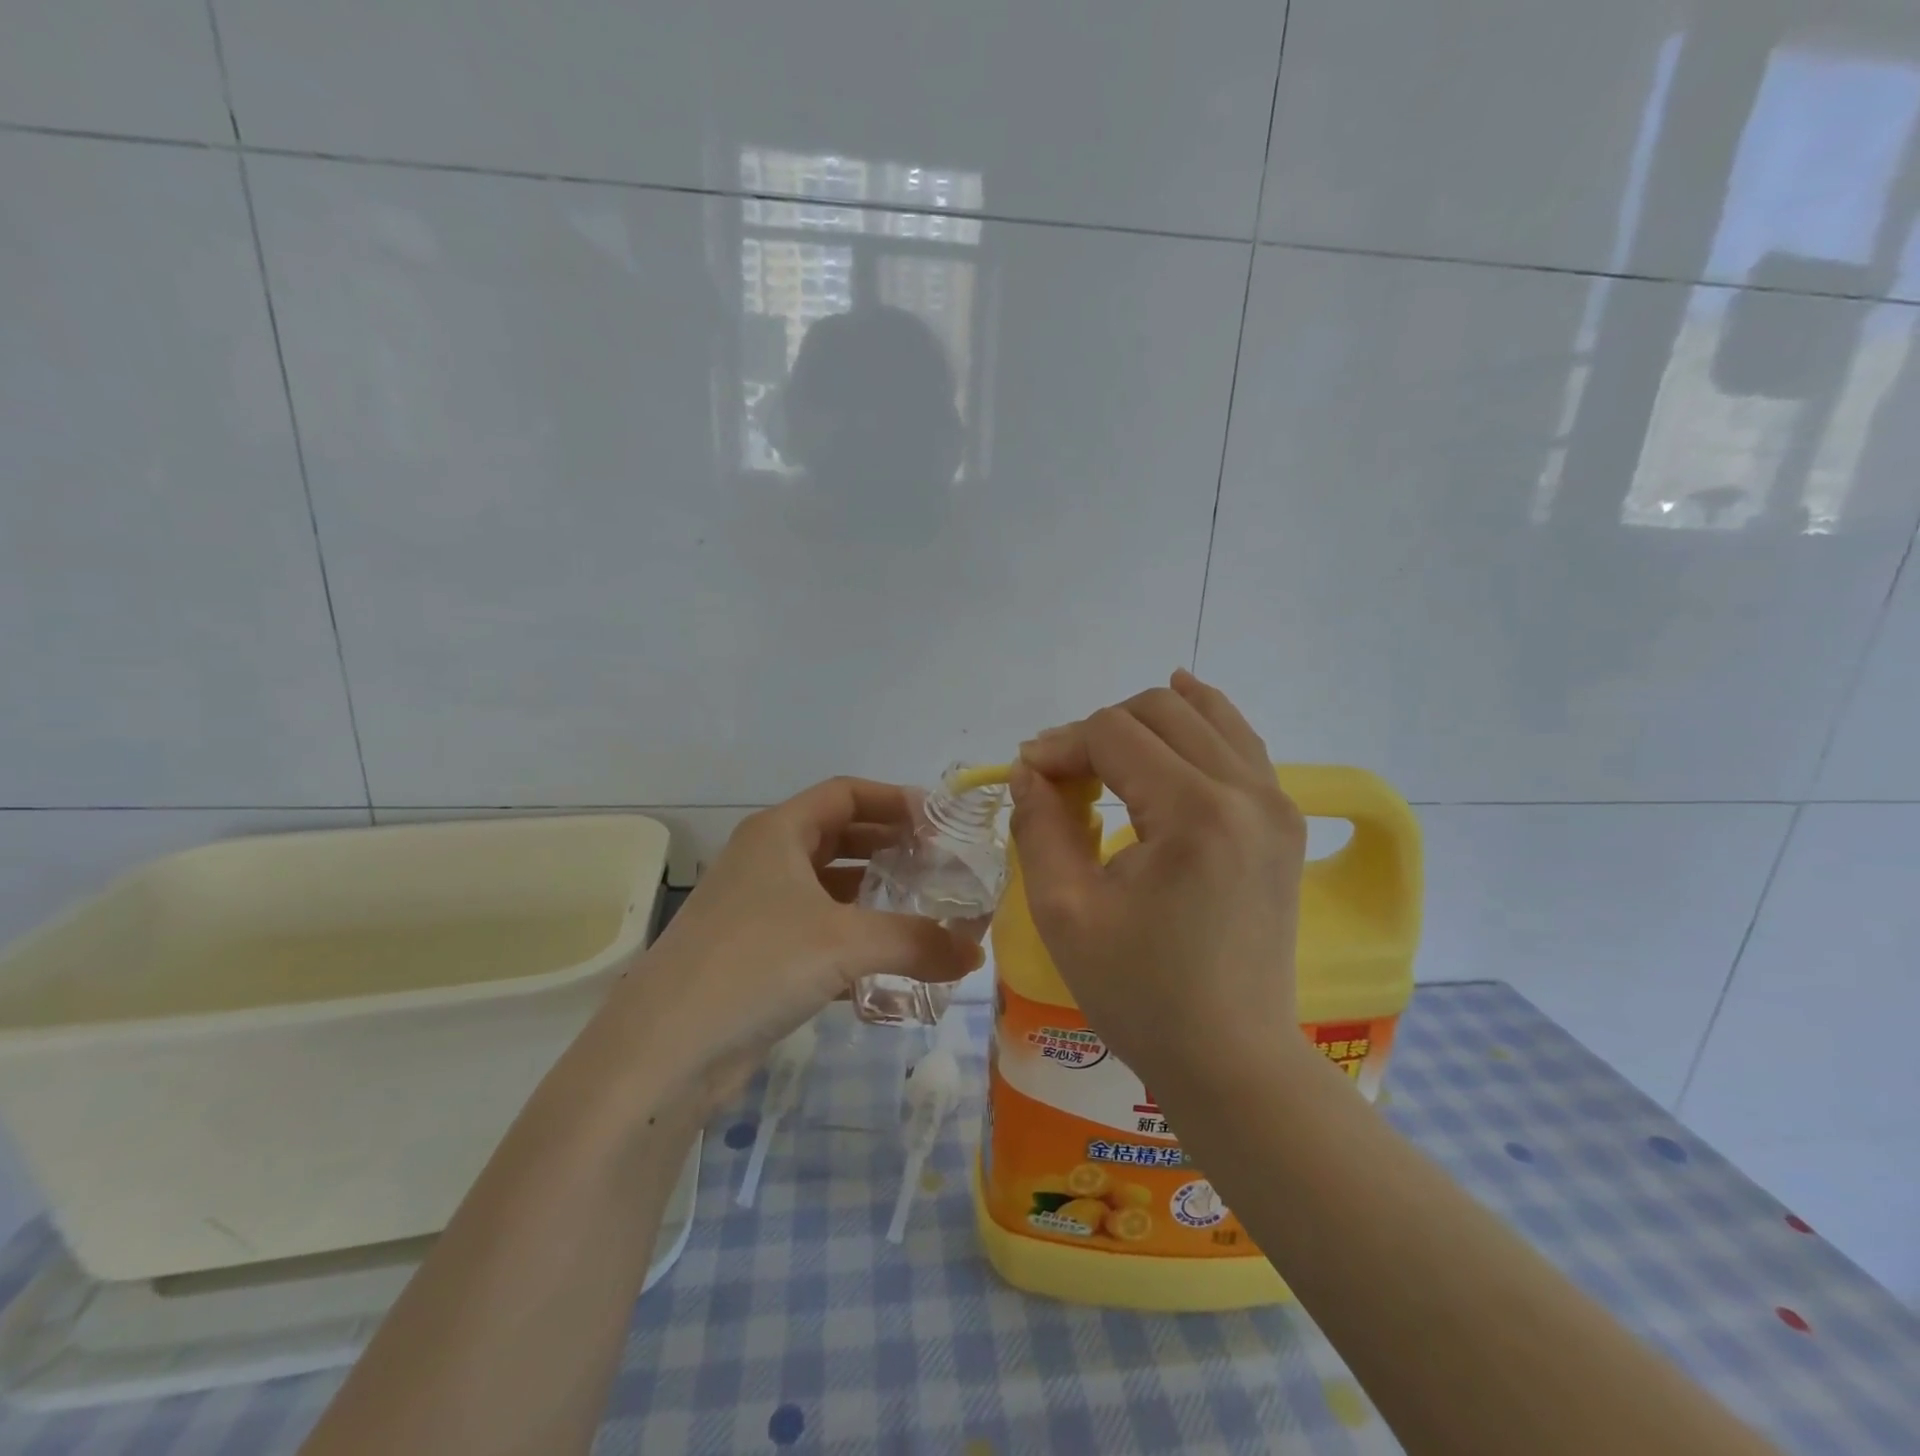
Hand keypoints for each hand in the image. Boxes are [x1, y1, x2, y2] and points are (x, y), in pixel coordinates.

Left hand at [610, 778, 982, 1099]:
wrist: (664, 1049)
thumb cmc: (754, 965)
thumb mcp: (844, 943)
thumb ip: (916, 942)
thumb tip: (975, 954)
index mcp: (779, 833)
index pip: (845, 793)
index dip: (893, 800)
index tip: (939, 822)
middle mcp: (767, 860)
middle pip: (839, 836)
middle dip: (890, 847)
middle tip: (939, 866)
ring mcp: (759, 908)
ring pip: (829, 887)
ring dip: (874, 895)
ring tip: (924, 909)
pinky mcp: (758, 954)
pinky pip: (818, 931)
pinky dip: (854, 937)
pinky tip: (888, 963)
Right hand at [1009, 671, 1308, 1086]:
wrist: (1232, 1060)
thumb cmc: (1141, 996)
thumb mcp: (1065, 913)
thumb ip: (1039, 826)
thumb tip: (1029, 771)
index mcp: (1195, 813)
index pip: (1113, 734)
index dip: (1060, 745)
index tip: (1027, 777)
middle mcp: (1247, 792)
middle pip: (1159, 712)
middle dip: (1098, 731)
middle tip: (1061, 777)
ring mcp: (1276, 804)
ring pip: (1204, 716)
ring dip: (1145, 722)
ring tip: (1104, 751)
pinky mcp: (1282, 822)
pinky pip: (1239, 743)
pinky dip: (1202, 721)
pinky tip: (1182, 701)